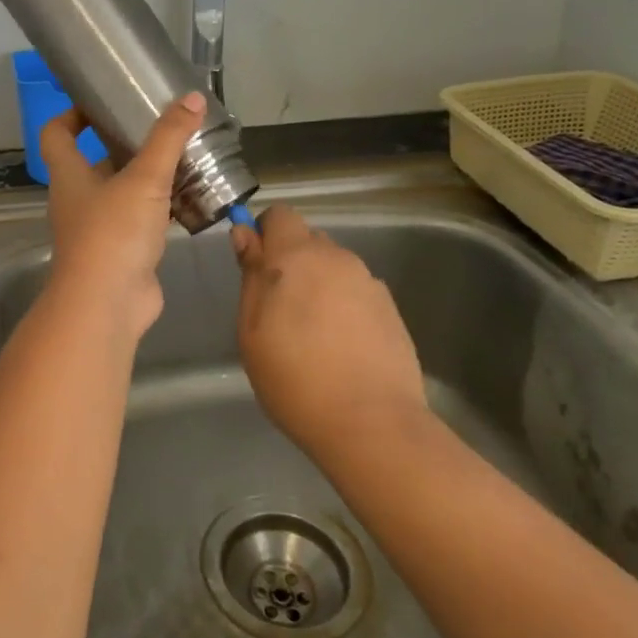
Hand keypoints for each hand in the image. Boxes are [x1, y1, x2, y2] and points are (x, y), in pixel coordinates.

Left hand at [39, 92, 206, 335]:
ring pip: (122, 193)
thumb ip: (168, 138)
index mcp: (69, 176)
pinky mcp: (122, 253)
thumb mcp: (144, 179)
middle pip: (94, 162)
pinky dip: (161, 209)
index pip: (57, 134)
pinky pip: (141, 221)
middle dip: (124, 144)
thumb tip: (191, 97)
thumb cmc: (113, 233)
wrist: (108, 305)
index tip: (101, 101)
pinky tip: (190, 198)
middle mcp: (78, 200)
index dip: (72, 114)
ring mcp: (98, 229)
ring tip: (183, 157)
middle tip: (160, 128)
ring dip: (146, 178)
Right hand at [230, 207, 429, 461]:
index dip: (265, 234)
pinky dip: (344, 308)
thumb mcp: (251, 328)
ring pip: (334, 269)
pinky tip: (341, 348)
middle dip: (292, 262)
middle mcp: (337, 259)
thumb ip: (251, 275)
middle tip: (279, 308)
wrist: (371, 423)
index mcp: (297, 256)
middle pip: (309, 241)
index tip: (256, 267)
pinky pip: (357, 294)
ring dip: (319, 285)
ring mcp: (369, 283)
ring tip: (312, 334)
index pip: (280, 215)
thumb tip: (245, 234)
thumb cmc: (293, 376)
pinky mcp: (392, 310)